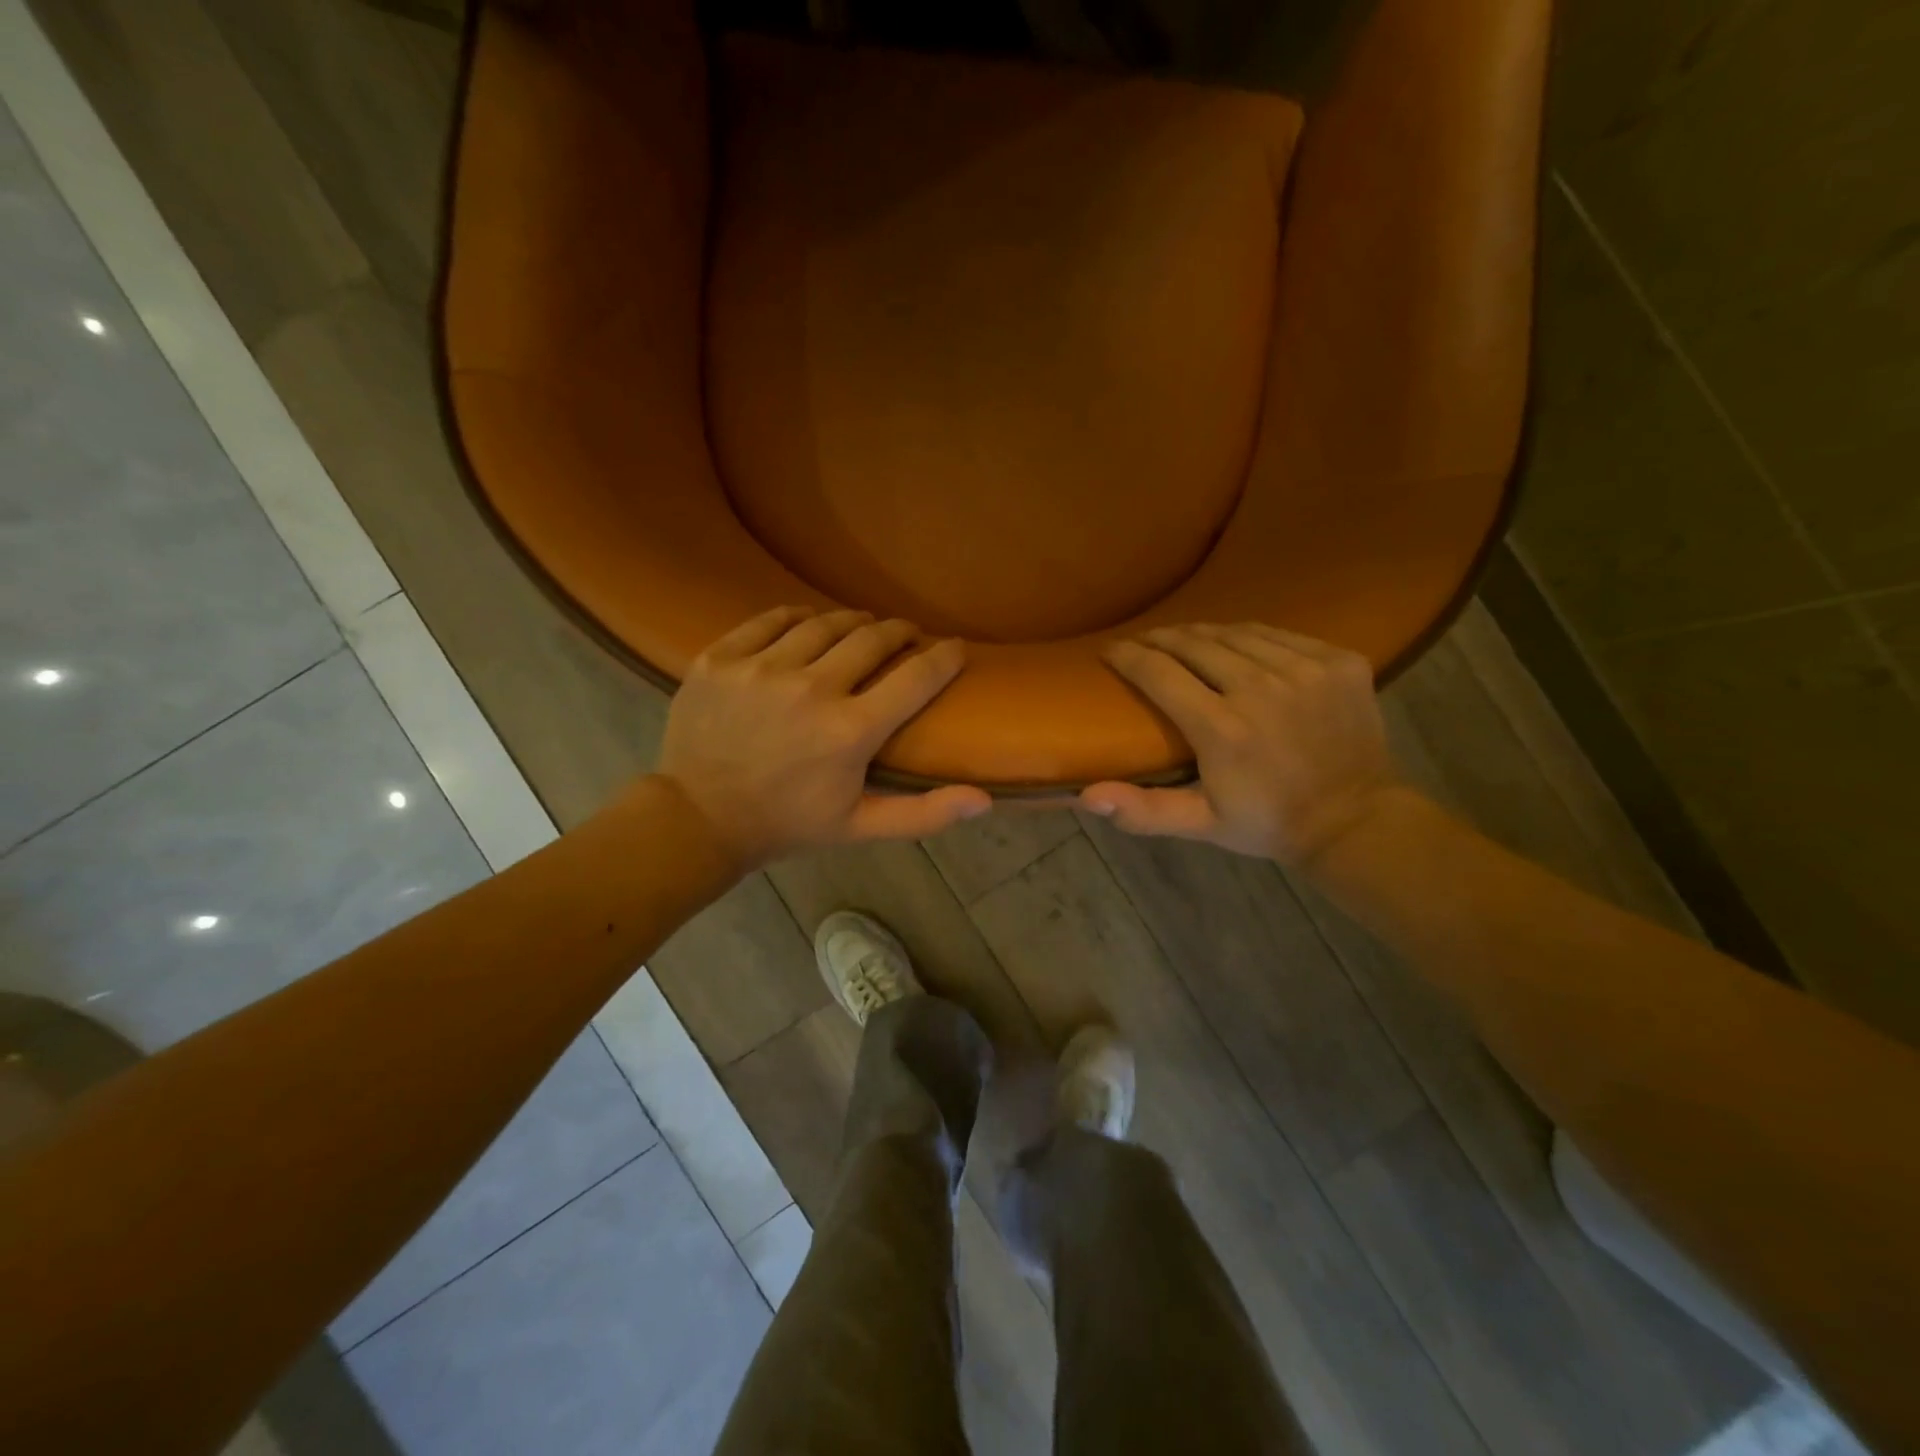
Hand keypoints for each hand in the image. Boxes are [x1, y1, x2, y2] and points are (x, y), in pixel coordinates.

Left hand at [658, 606, 990, 869]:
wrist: (697, 818)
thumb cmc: (788, 824)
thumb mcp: (860, 828)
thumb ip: (924, 814)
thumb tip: (986, 799)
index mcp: (851, 731)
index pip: (917, 677)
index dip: (944, 656)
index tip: (955, 647)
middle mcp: (810, 689)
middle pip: (872, 638)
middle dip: (899, 632)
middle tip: (905, 635)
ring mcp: (761, 669)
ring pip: (823, 623)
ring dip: (851, 622)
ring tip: (860, 627)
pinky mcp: (720, 658)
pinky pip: (770, 619)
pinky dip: (796, 617)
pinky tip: (806, 624)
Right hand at [1081, 623, 1402, 866]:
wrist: (1354, 820)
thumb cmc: (1266, 822)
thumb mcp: (1200, 823)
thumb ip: (1143, 810)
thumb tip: (1086, 796)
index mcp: (1223, 729)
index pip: (1159, 673)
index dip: (1128, 656)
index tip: (1110, 650)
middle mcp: (1262, 689)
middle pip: (1195, 643)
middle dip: (1161, 638)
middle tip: (1143, 641)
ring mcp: (1306, 670)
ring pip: (1237, 633)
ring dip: (1203, 633)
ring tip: (1184, 639)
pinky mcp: (1339, 661)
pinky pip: (1279, 634)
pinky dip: (1250, 635)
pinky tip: (1237, 643)